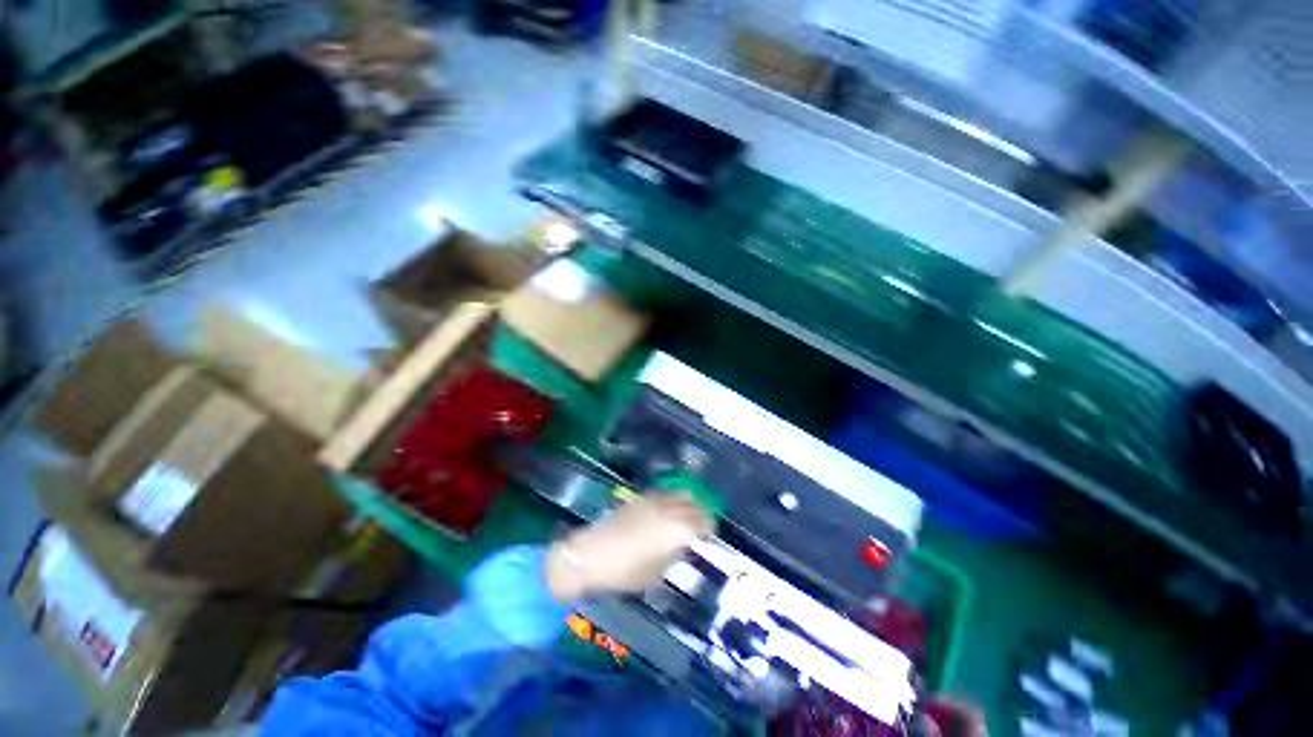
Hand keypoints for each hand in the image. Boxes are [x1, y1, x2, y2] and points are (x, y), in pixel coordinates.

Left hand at [546, 491, 714, 600]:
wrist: (594, 553)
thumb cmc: (627, 571)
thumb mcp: (658, 572)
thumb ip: (676, 554)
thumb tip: (684, 545)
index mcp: (679, 529)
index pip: (705, 521)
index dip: (710, 528)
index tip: (709, 536)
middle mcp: (671, 509)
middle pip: (696, 504)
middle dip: (702, 514)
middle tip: (701, 527)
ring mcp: (656, 500)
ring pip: (682, 493)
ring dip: (689, 503)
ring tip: (686, 516)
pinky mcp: (643, 497)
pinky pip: (666, 493)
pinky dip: (673, 500)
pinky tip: (667, 512)